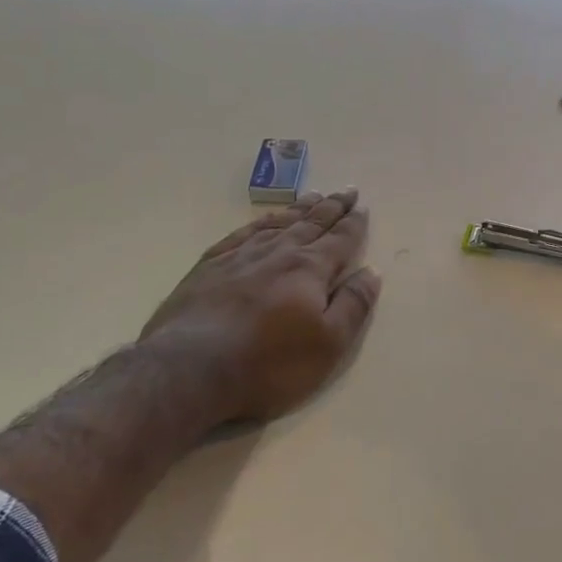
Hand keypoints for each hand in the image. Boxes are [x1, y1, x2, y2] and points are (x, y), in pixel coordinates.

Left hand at [140, 189, 380, 423]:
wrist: (190, 370)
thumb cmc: (269, 364)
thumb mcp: (328, 344)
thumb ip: (353, 305)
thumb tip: (372, 272)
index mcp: (309, 270)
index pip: (339, 240)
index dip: (353, 224)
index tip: (362, 207)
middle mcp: (277, 253)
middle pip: (310, 224)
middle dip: (331, 208)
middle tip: (346, 191)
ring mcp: (239, 257)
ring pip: (277, 224)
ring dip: (298, 210)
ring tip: (312, 197)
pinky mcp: (208, 267)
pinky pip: (241, 234)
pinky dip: (259, 224)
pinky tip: (263, 222)